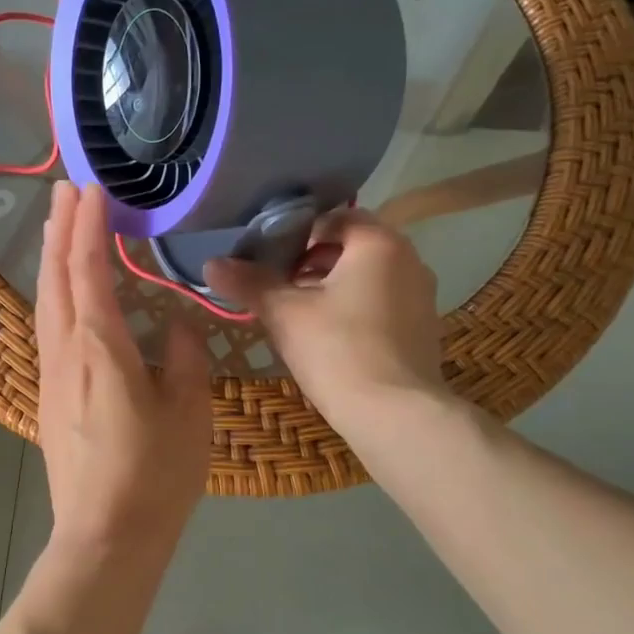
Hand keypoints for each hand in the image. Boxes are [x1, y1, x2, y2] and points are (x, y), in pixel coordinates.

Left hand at [36, 182, 210, 555]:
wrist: (104, 537)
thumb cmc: (154, 475)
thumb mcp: (189, 413)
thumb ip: (184, 359)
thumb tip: (177, 327)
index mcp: (100, 346)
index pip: (89, 269)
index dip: (89, 226)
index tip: (91, 189)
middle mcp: (65, 350)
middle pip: (57, 276)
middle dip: (61, 228)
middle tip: (66, 189)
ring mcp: (51, 372)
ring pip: (46, 300)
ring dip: (53, 257)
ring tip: (58, 224)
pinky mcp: (48, 393)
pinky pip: (47, 324)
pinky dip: (53, 291)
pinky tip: (61, 291)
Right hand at [204, 208, 445, 428]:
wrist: (395, 416)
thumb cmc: (337, 349)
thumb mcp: (284, 313)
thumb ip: (249, 282)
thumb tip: (210, 264)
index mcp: (379, 243)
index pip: (333, 217)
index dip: (296, 233)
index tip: (268, 257)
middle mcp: (408, 260)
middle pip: (350, 247)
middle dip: (310, 261)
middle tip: (276, 283)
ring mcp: (421, 296)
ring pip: (366, 276)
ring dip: (330, 286)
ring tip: (295, 311)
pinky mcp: (423, 329)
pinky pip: (381, 302)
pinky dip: (353, 308)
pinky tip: (326, 336)